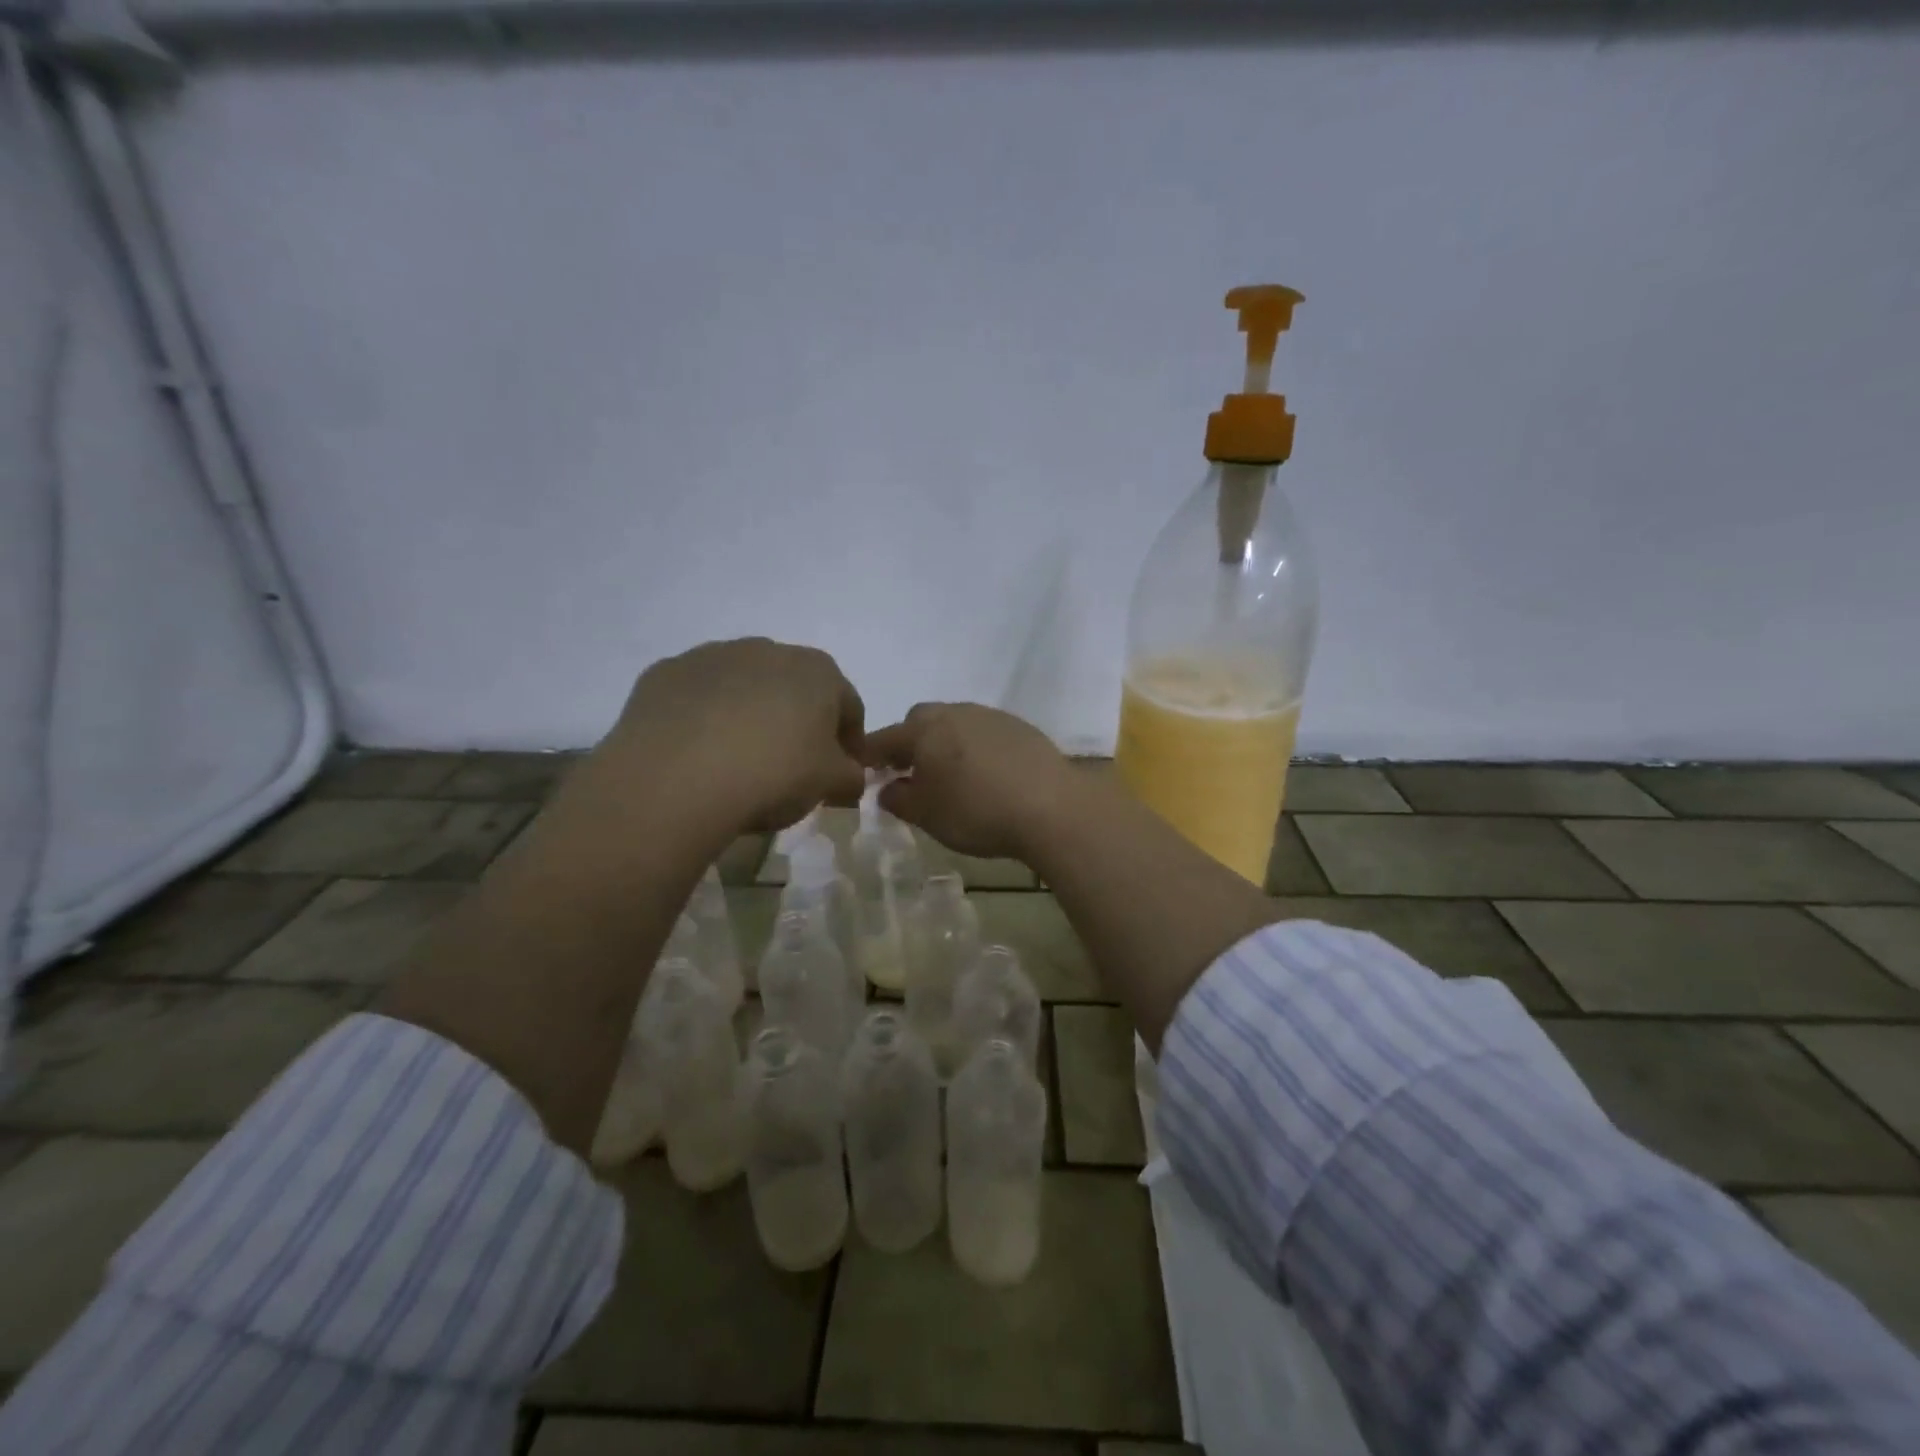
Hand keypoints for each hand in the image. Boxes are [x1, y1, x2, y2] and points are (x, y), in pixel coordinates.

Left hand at [598, 638, 866, 832]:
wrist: (677, 778)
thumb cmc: (774, 773)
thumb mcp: (830, 784)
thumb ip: (850, 776)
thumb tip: (849, 776)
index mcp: (818, 671)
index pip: (849, 706)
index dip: (849, 741)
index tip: (840, 773)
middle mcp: (768, 650)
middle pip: (794, 688)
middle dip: (797, 721)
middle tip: (790, 766)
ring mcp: (712, 656)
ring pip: (743, 686)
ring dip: (749, 714)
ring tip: (738, 759)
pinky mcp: (665, 673)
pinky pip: (697, 696)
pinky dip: (703, 717)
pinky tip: (697, 753)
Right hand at [864, 702, 1074, 860]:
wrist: (1050, 807)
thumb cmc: (977, 812)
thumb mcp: (927, 816)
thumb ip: (898, 799)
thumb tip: (886, 789)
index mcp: (924, 730)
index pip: (884, 738)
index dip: (869, 755)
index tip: (864, 771)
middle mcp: (955, 712)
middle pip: (920, 721)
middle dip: (910, 743)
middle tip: (911, 773)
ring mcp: (990, 716)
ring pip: (955, 723)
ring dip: (945, 743)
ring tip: (952, 776)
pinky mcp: (1020, 726)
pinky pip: (985, 732)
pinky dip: (976, 748)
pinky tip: (987, 775)